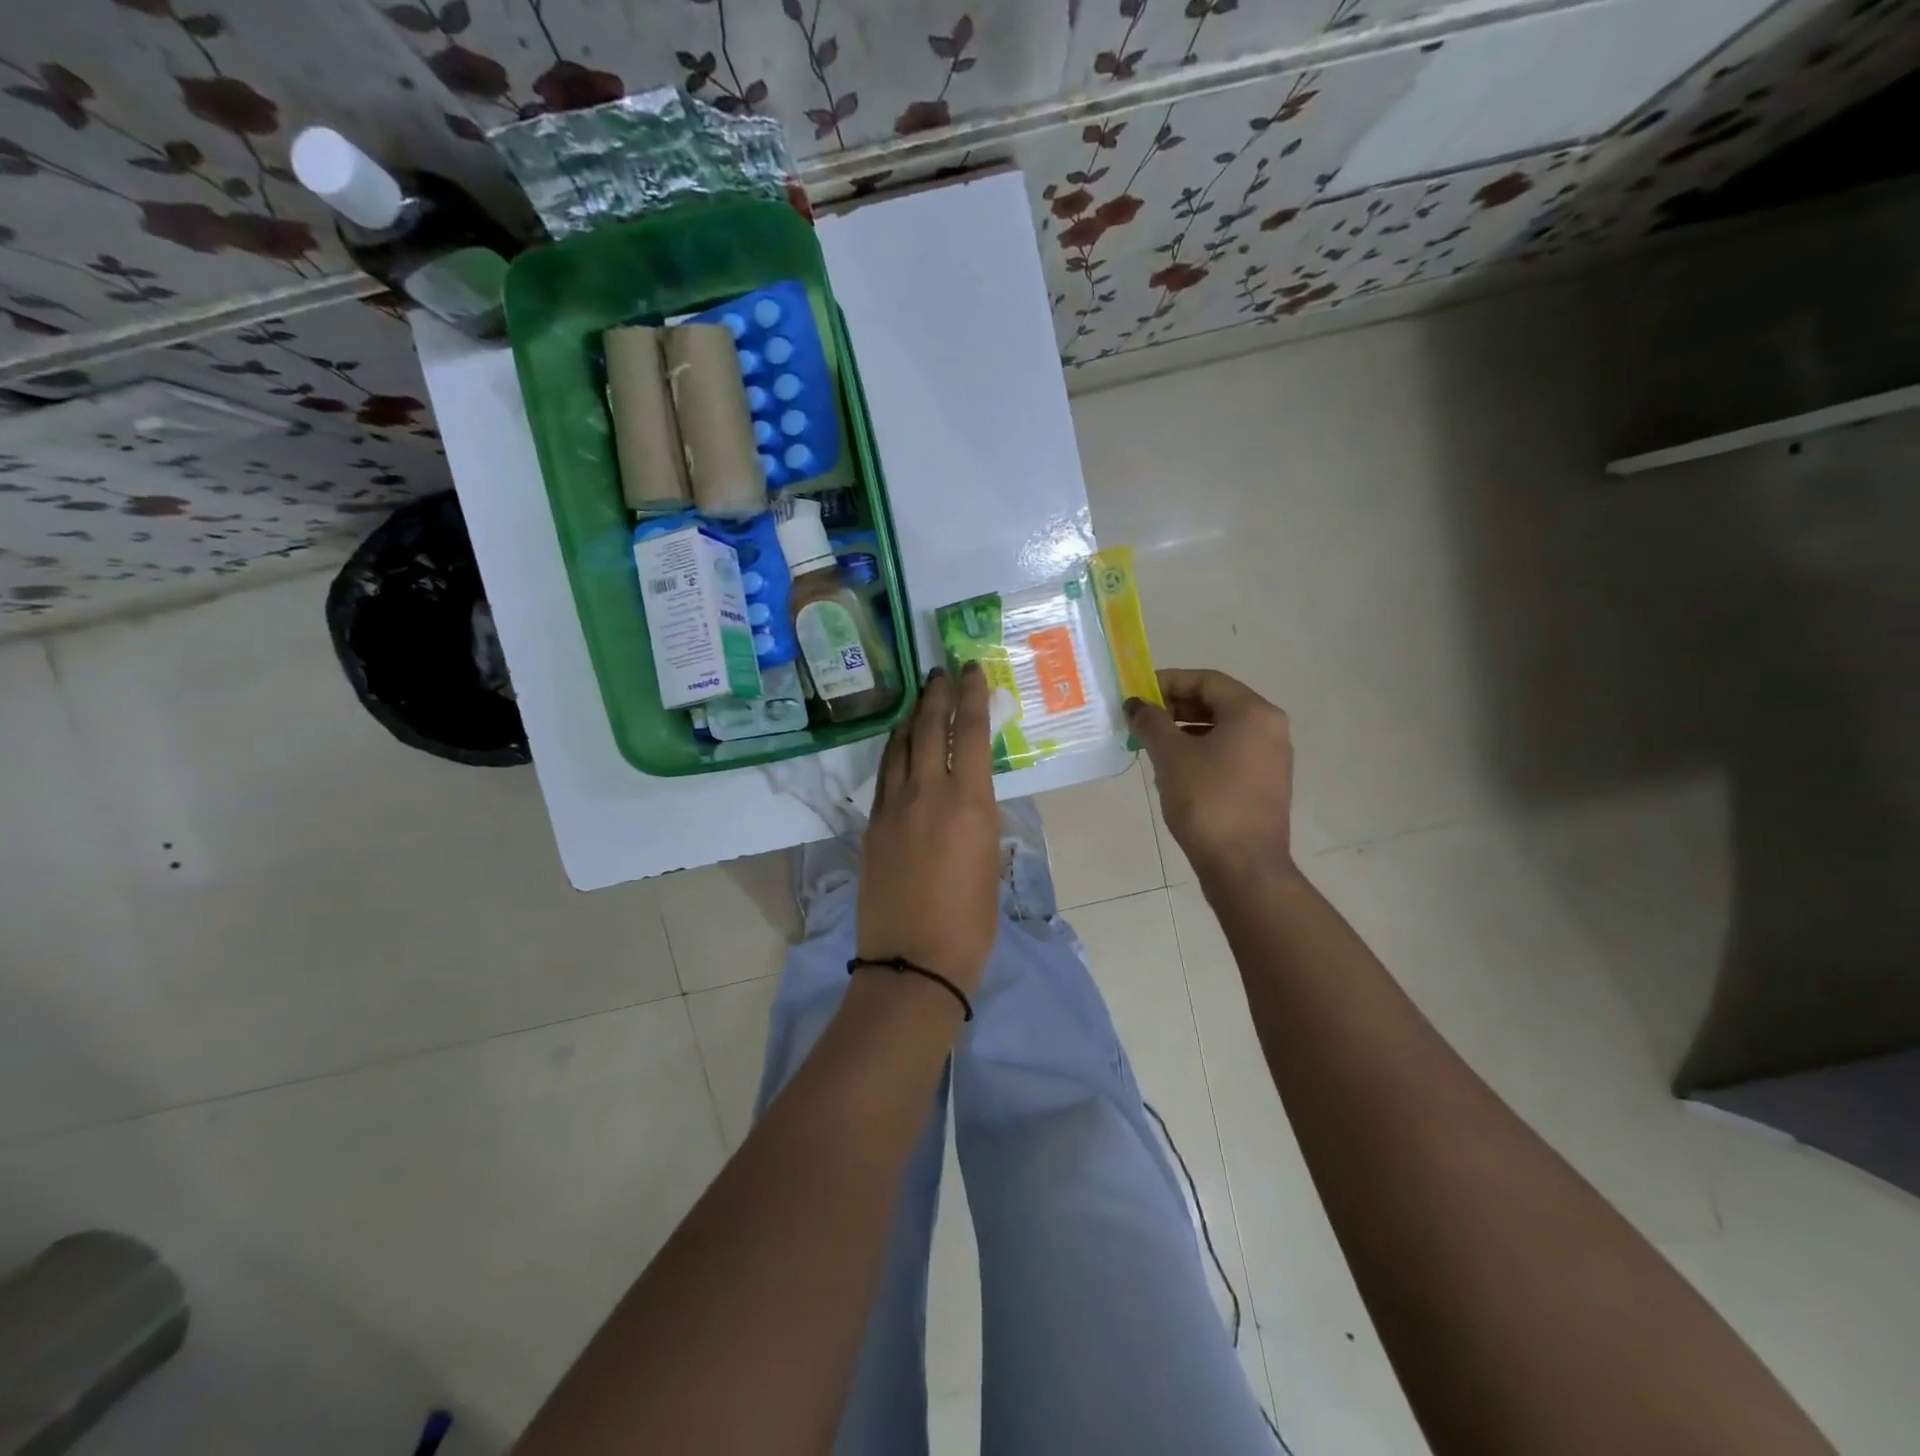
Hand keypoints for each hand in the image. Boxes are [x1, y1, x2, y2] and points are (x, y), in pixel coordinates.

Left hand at [857, 664, 1001, 992]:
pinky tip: (897, 744)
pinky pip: (884, 775)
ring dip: (912, 718)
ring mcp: (893, 808)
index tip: (970, 670)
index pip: (969, 733)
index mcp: (969, 803)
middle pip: (929, 729)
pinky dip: (893, 751)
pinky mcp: (872, 826)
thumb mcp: (989, 862)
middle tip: (940, 670)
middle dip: (936, 695)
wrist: (913, 961)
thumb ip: (978, 819)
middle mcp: (928, 794)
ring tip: (919, 697)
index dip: (971, 696)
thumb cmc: (970, 922)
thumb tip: (969, 798)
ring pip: (900, 747)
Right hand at [1126, 668, 1295, 880]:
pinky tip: (1173, 766)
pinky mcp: (1265, 782)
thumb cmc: (1207, 802)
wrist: (1244, 865)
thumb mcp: (1171, 756)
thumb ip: (1151, 722)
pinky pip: (1230, 750)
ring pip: (1222, 727)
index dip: (1167, 681)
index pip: (1206, 680)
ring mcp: (1271, 756)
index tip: (1136, 694)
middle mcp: (1270, 727)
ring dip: (1185, 728)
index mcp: (1253, 712)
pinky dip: (1201, 748)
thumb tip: (1136, 705)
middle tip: (1140, 719)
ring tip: (1151, 742)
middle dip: (1175, 706)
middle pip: (1216, 701)